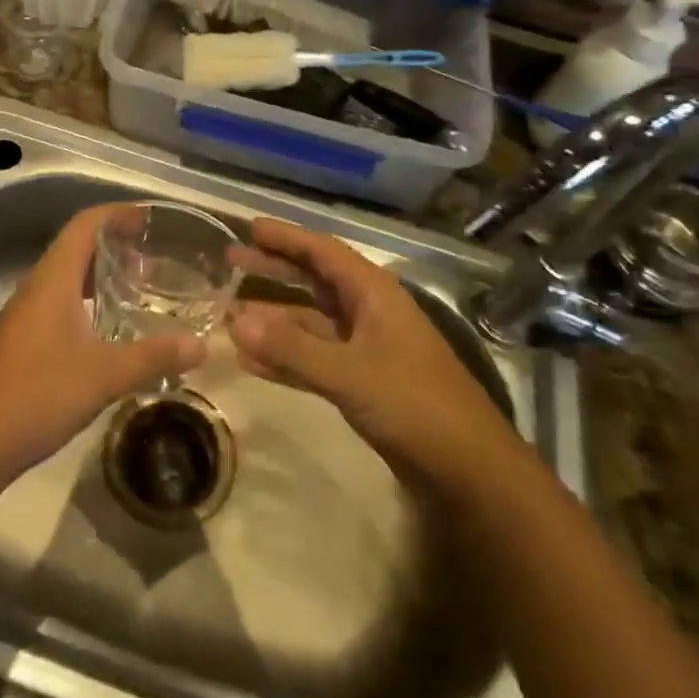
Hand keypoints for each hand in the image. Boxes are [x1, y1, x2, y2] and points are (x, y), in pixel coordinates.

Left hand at [0, 205, 204, 487]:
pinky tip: (110, 331)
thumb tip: (202, 345)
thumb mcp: (103, 375)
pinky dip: (89, 302)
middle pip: (77, 247)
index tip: (150, 219)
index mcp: (54, 279)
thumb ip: (153, 356)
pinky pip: (61, 303)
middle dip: (116, 245)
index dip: (117, 214)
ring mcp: (26, 315)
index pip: (85, 224)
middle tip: (155, 257)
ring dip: (102, 275)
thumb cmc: (37, 394)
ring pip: (68, 278)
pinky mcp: (23, 341)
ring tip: (140, 288)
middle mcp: (38, 287)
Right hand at [229, 218, 514, 480]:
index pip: (322, 251)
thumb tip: (234, 322)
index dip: (286, 237)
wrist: (469, 469)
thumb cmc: (414, 404)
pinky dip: (285, 356)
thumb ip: (291, 349)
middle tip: (230, 261)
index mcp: (373, 293)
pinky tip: (251, 361)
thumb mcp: (349, 373)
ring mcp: (366, 348)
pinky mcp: (363, 381)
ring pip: (310, 322)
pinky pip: (314, 358)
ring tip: (229, 314)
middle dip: (274, 270)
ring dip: (273, 319)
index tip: (249, 228)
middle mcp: (368, 312)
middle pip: (313, 280)